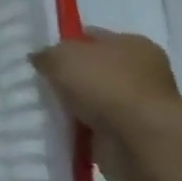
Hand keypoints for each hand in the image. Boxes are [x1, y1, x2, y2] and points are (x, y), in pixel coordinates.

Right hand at [31, 30, 181, 180]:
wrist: (142, 143)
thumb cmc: (106, 85)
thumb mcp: (61, 56)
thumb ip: (46, 55)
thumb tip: (40, 60)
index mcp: (132, 45)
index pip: (92, 37)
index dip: (66, 43)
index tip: (42, 54)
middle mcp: (142, 74)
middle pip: (94, 71)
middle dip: (69, 79)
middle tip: (39, 83)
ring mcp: (140, 109)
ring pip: (95, 103)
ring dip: (75, 108)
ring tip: (45, 109)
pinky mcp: (134, 140)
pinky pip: (97, 131)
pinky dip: (81, 133)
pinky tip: (61, 130)